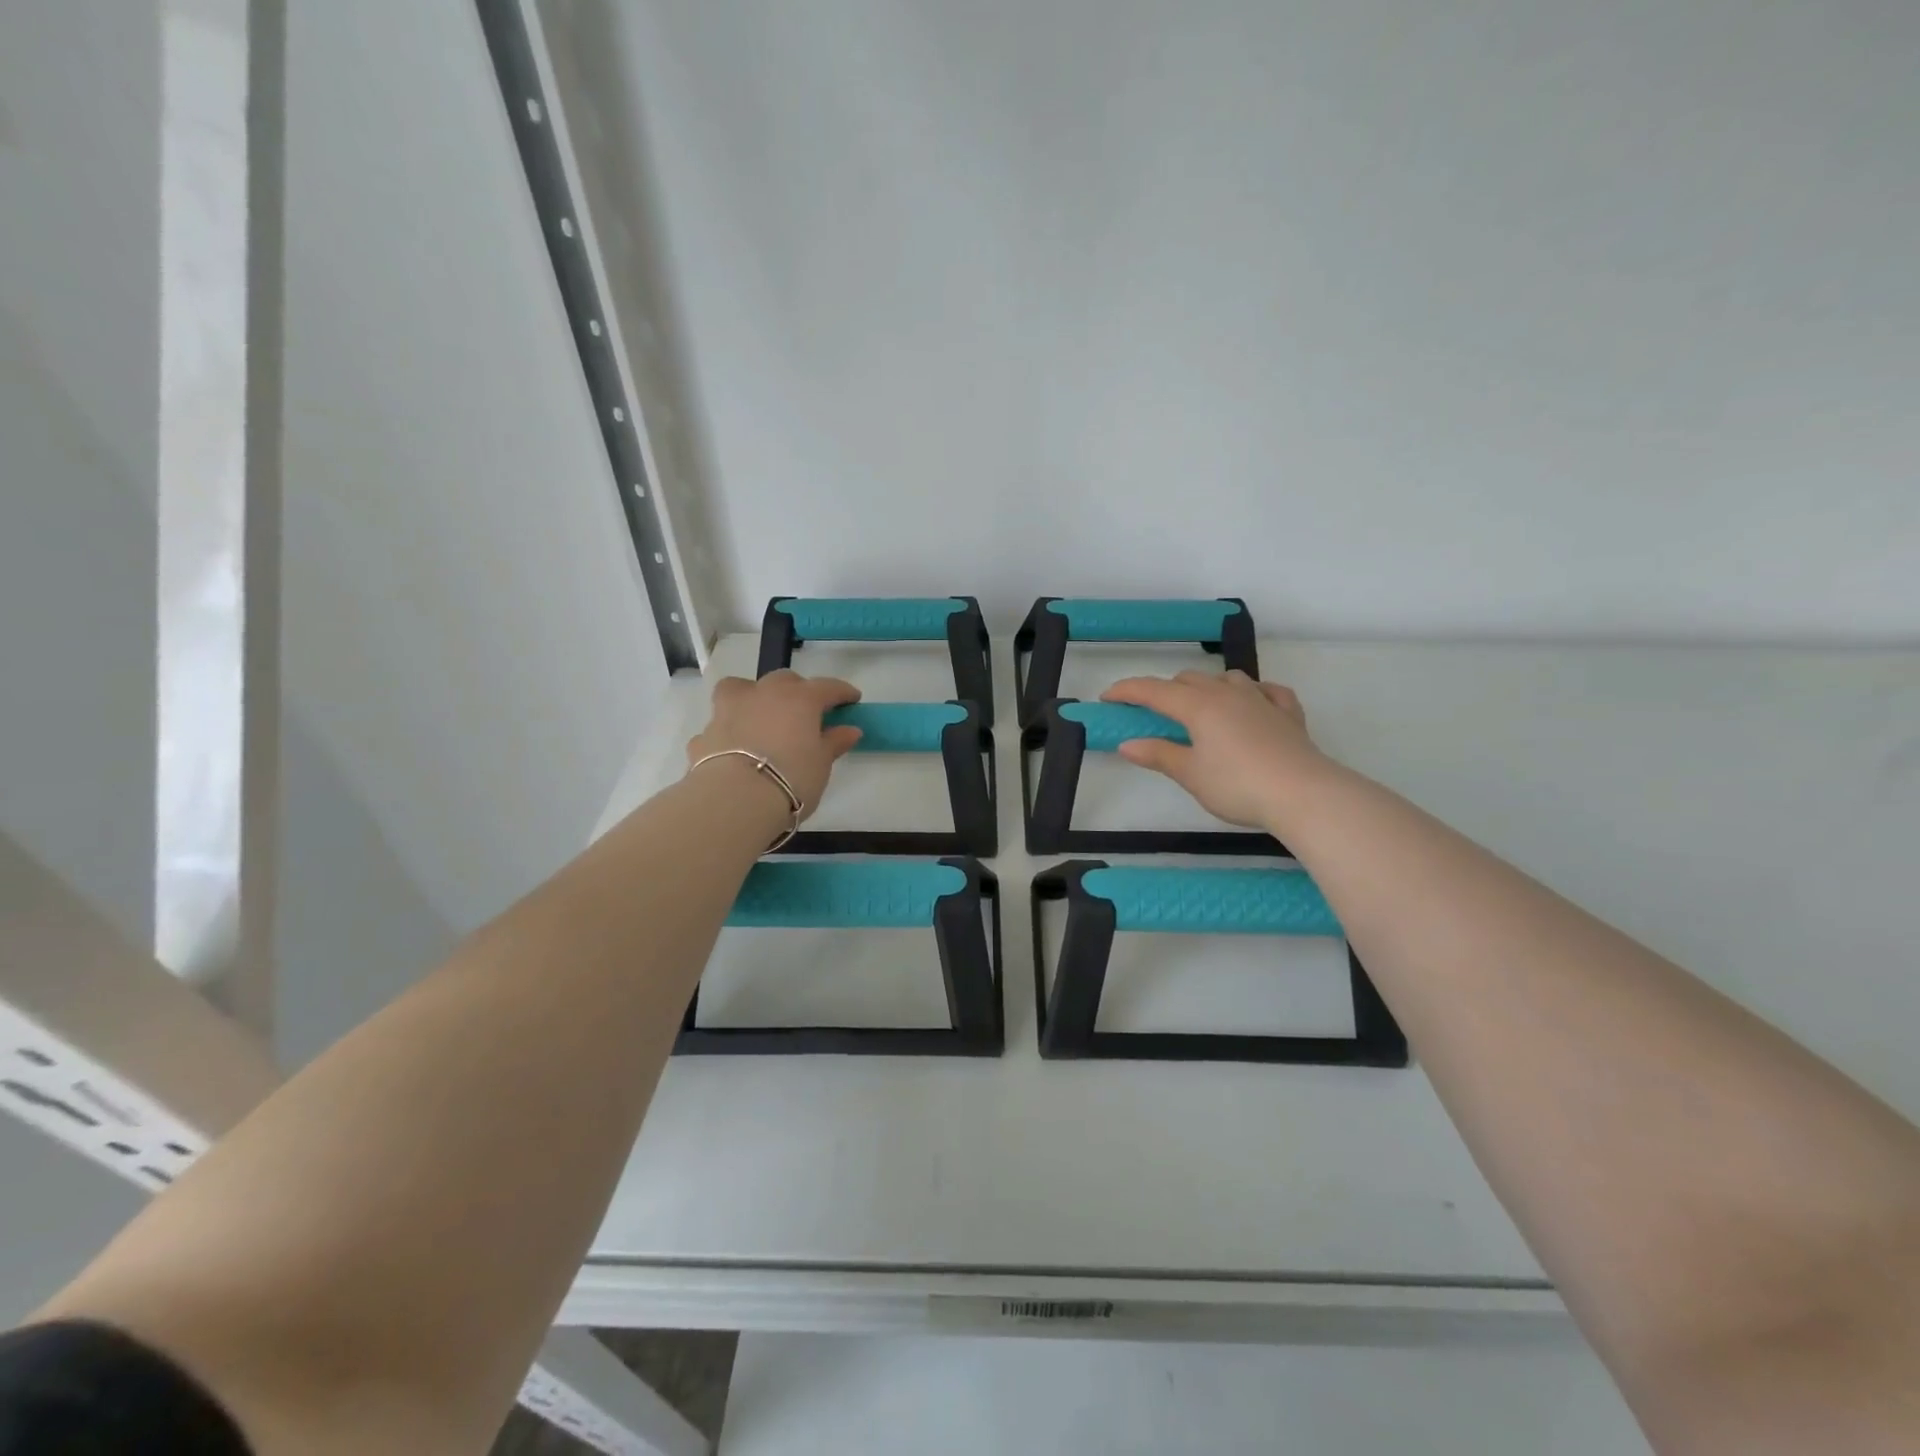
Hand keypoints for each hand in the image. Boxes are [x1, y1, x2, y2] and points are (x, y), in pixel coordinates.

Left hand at [686, 671, 863, 818]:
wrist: (734, 800)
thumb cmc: (791, 778)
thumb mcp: (821, 764)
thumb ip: (833, 743)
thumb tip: (850, 730)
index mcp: (799, 699)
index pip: (827, 687)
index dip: (842, 692)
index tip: (852, 699)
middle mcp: (763, 695)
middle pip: (784, 680)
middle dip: (797, 690)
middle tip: (806, 711)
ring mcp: (729, 711)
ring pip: (740, 688)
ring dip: (753, 696)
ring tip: (760, 715)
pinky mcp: (705, 735)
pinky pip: (720, 725)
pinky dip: (729, 732)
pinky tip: (734, 749)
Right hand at [1101, 670, 1328, 829]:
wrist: (1303, 794)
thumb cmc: (1238, 786)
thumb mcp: (1191, 774)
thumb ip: (1158, 755)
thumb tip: (1127, 744)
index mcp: (1198, 706)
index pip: (1154, 690)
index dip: (1127, 691)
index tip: (1107, 697)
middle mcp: (1227, 694)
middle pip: (1188, 680)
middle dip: (1165, 690)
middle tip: (1152, 713)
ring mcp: (1261, 700)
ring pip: (1227, 679)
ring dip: (1207, 687)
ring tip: (1200, 707)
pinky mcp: (1288, 713)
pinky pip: (1267, 691)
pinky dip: (1253, 693)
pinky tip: (1253, 703)